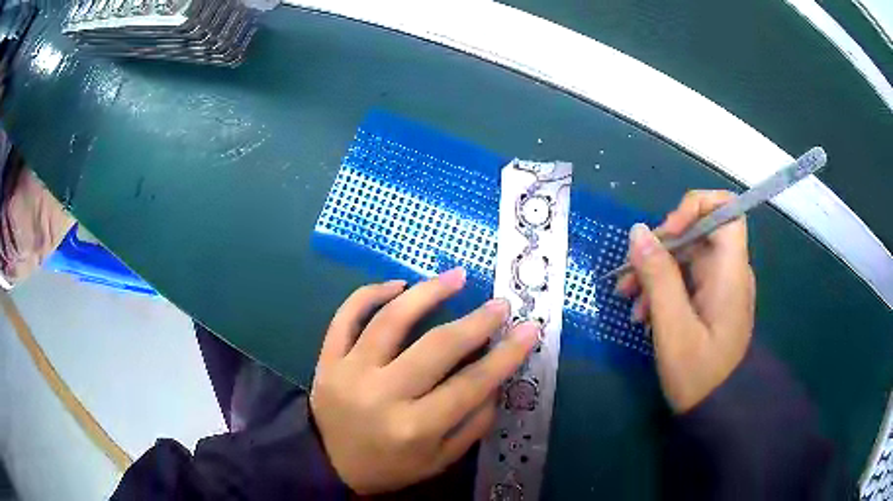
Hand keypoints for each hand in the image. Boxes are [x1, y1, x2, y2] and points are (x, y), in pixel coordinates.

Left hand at [310, 268, 539, 493]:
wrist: (327, 464)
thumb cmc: (389, 466)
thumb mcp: (440, 460)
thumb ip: (473, 424)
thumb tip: (497, 379)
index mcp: (415, 428)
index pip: (471, 385)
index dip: (505, 355)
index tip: (529, 329)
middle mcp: (383, 395)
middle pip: (437, 347)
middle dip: (477, 321)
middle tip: (500, 304)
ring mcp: (350, 372)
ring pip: (391, 320)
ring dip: (427, 292)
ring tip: (456, 276)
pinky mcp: (327, 359)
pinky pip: (345, 317)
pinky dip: (370, 294)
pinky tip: (398, 285)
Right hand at [616, 190, 754, 412]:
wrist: (719, 411)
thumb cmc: (700, 375)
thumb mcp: (674, 328)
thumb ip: (658, 277)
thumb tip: (637, 231)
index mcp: (730, 270)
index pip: (725, 208)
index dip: (694, 207)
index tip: (665, 234)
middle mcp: (729, 270)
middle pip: (696, 232)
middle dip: (659, 249)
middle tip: (628, 279)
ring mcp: (719, 286)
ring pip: (686, 257)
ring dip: (655, 272)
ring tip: (629, 303)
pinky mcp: (710, 300)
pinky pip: (685, 279)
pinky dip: (662, 289)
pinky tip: (643, 315)